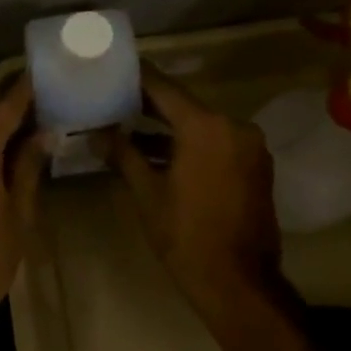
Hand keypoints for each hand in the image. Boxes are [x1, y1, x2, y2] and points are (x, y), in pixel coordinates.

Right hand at [104, 67, 285, 318]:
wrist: (238, 282)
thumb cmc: (186, 236)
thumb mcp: (147, 193)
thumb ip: (123, 155)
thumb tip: (96, 133)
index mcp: (206, 127)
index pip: (165, 89)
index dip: (138, 79)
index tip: (114, 69)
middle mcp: (233, 127)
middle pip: (184, 106)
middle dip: (149, 106)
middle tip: (114, 100)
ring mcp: (248, 147)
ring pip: (201, 127)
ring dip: (169, 130)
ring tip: (129, 129)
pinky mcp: (254, 166)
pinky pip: (216, 144)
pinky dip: (190, 146)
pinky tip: (159, 154)